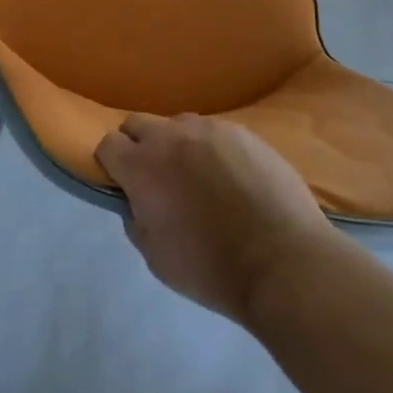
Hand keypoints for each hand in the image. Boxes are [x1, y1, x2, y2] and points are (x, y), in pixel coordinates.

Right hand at [95, 113, 343, 325]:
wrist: (285, 263)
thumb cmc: (212, 268)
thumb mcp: (156, 257)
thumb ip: (136, 220)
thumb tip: (136, 202)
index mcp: (141, 166)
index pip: (107, 144)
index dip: (111, 163)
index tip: (123, 183)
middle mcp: (170, 136)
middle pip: (138, 124)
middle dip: (139, 146)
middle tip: (157, 177)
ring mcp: (210, 129)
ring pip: (179, 125)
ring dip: (177, 144)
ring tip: (199, 176)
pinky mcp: (244, 132)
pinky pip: (216, 133)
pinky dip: (213, 150)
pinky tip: (232, 178)